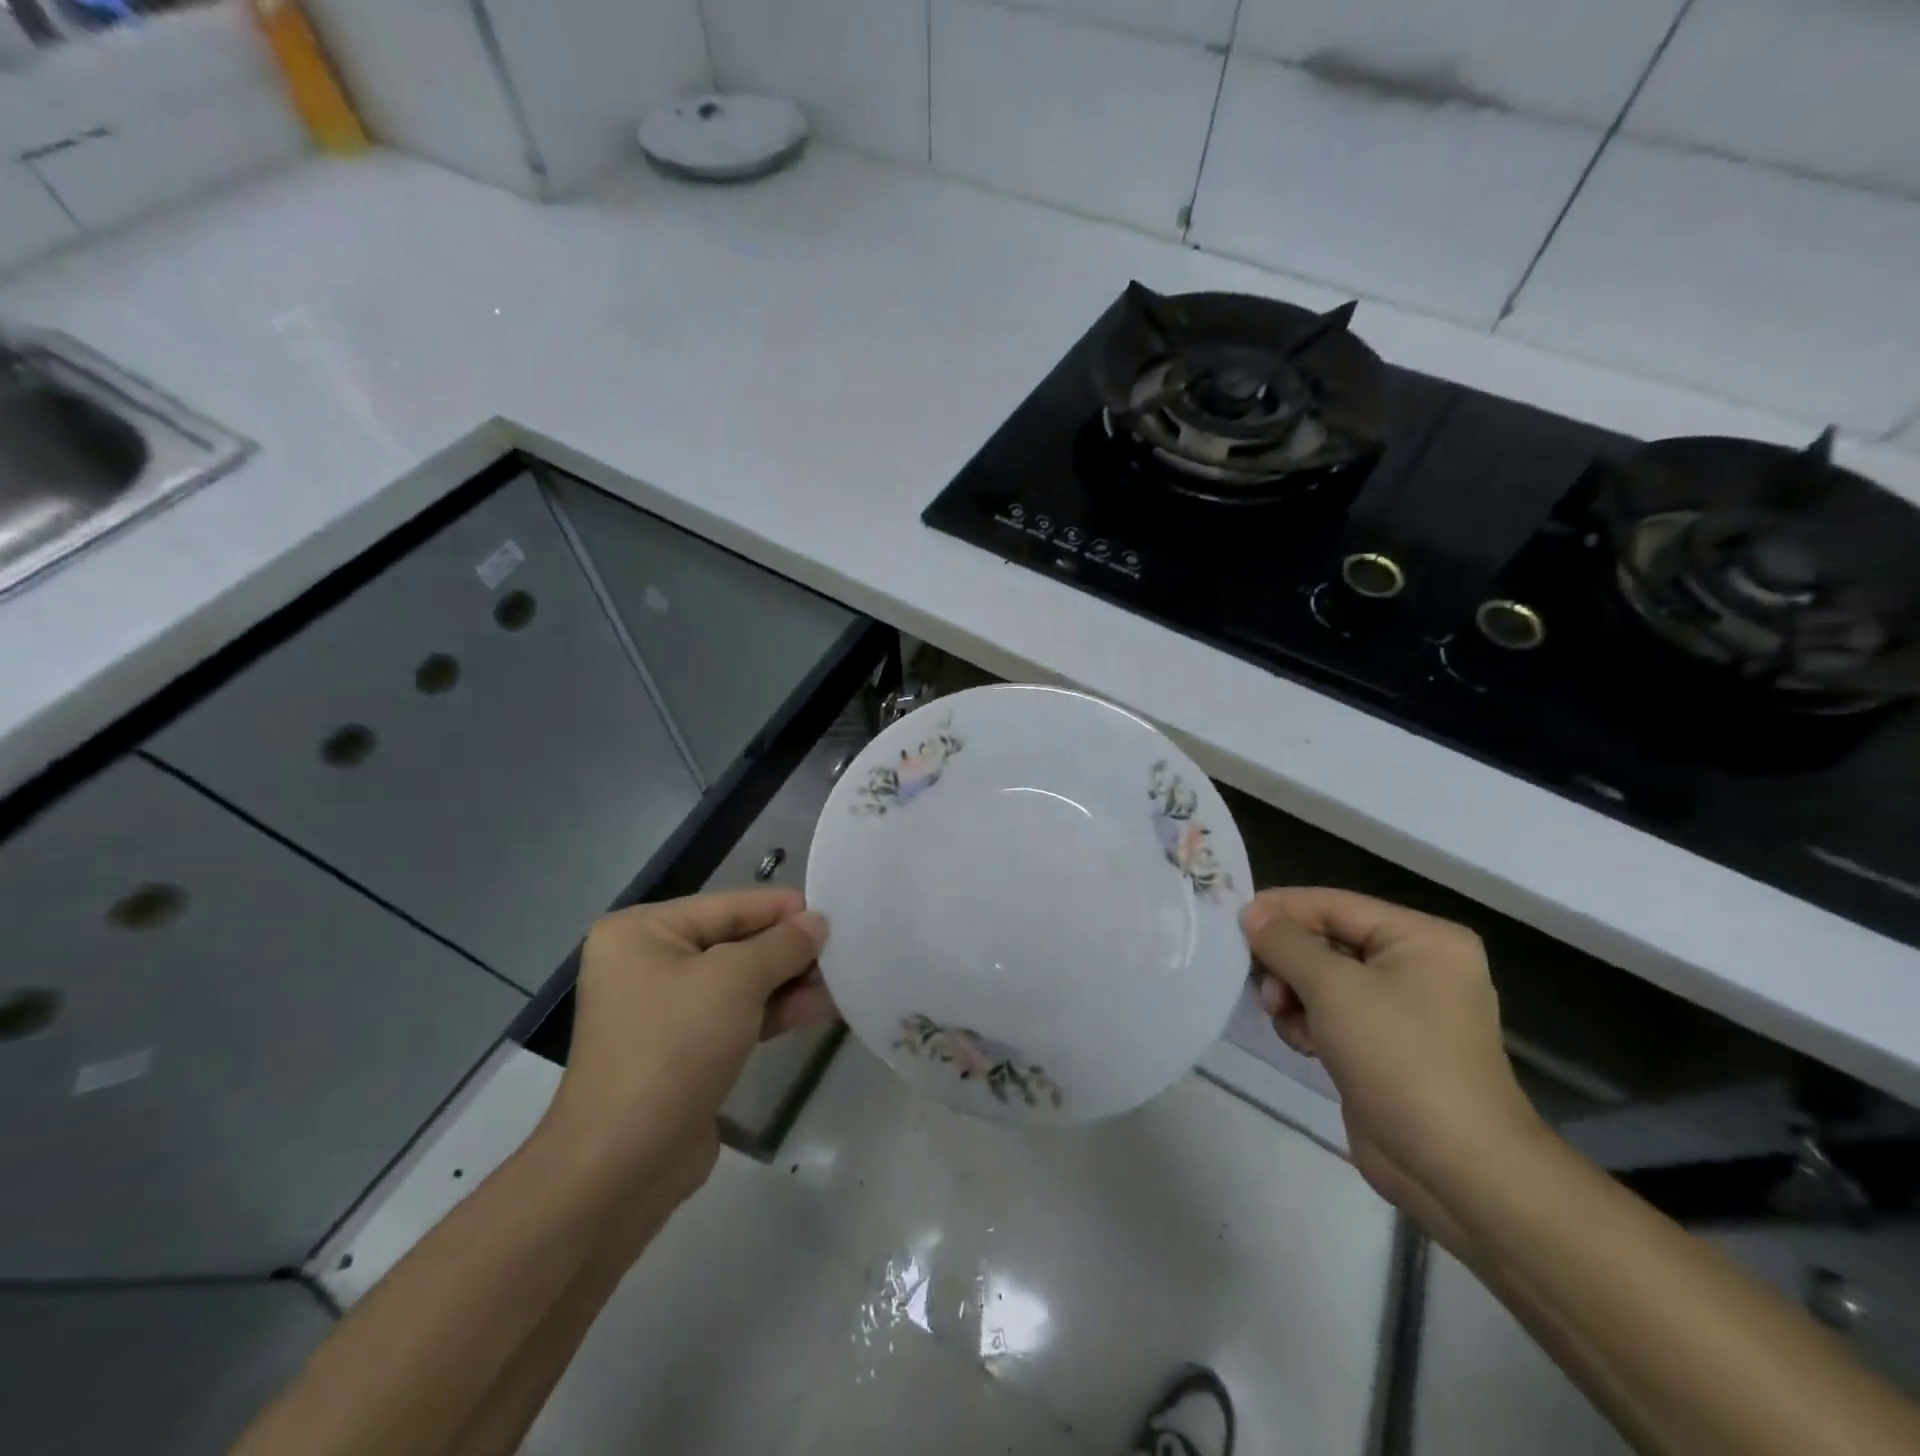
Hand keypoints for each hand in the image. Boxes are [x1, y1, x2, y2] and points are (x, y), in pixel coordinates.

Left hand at [539, 887, 833, 1204]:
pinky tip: (821, 1007)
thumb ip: (782, 944)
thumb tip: (817, 922)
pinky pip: (737, 1016)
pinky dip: (776, 1011)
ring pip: (741, 982)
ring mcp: (665, 1010)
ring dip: (790, 981)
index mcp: (643, 931)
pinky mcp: (684, 1050)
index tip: (836, 912)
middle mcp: (648, 962)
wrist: (623, 1165)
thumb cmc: (673, 1047)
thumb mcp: (735, 980)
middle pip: (736, 941)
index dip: (784, 908)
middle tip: (845, 948)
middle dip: (790, 948)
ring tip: (844, 978)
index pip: (729, 905)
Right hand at [1241, 888, 1545, 1235]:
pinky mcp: (1384, 1045)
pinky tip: (1303, 1044)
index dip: (1282, 909)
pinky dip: (1309, 1022)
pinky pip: (1332, 1013)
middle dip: (1288, 961)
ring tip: (1283, 1017)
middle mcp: (1416, 965)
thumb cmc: (1400, 1058)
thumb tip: (1251, 912)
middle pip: (1327, 940)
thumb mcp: (1334, 988)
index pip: (1335, 904)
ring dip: (1294, 995)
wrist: (1455, 1169)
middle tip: (1261, 983)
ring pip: (1323, 979)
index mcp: (1422, 938)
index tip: (1233, 920)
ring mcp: (1402, 1008)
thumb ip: (1286, 942)